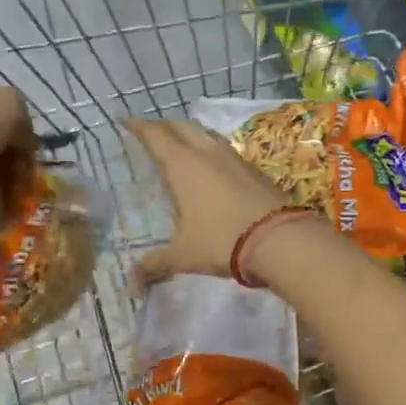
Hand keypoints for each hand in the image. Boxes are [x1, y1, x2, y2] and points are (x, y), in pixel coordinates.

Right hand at [126, 117, 294, 284]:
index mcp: (183, 165)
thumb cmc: (222, 240)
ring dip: (189, 134)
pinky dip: (210, 149)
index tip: (126, 121)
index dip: (139, 126)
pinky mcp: (253, 168)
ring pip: (205, 133)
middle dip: (163, 125)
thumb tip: (132, 283)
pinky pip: (224, 149)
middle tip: (150, 133)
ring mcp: (233, 157)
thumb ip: (156, 264)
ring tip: (180, 145)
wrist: (280, 238)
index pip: (155, 135)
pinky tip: (211, 167)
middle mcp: (206, 152)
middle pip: (181, 126)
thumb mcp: (184, 255)